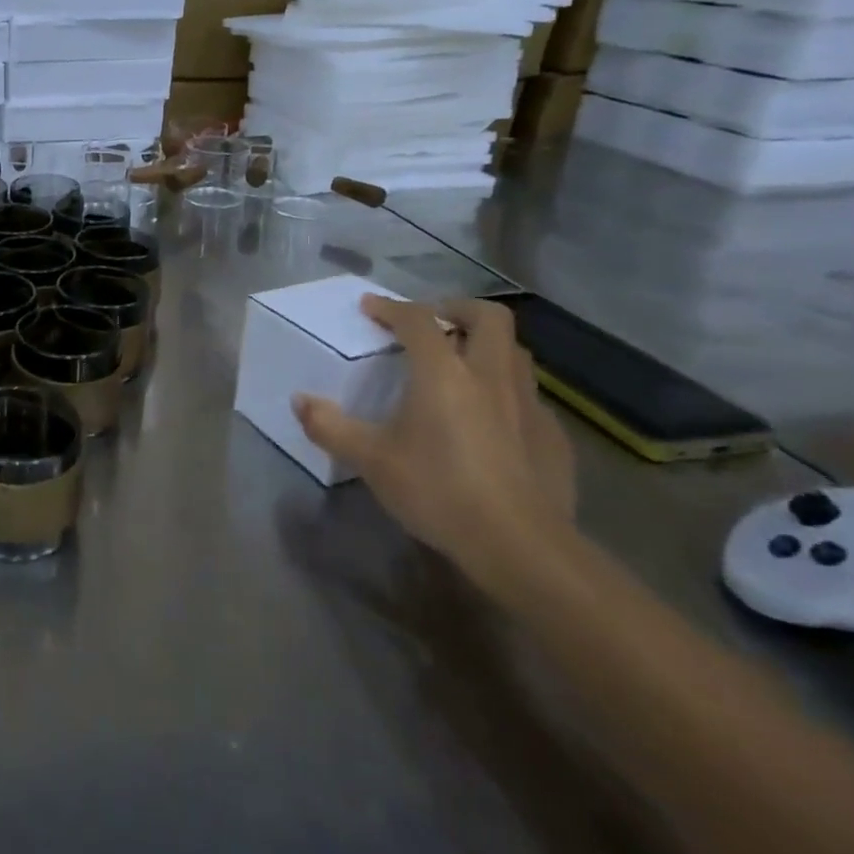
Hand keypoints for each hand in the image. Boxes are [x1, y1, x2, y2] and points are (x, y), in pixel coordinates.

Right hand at [294, 295, 574, 585]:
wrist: (521, 546)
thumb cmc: (438, 491)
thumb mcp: (370, 460)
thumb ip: (330, 426)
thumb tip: (300, 401)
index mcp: (443, 373)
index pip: (418, 320)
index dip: (391, 307)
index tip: (370, 307)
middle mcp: (490, 376)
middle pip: (488, 318)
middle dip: (458, 310)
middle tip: (433, 322)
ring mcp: (529, 405)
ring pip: (515, 353)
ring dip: (486, 346)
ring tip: (461, 363)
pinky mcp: (553, 437)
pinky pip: (529, 395)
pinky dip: (506, 390)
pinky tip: (491, 419)